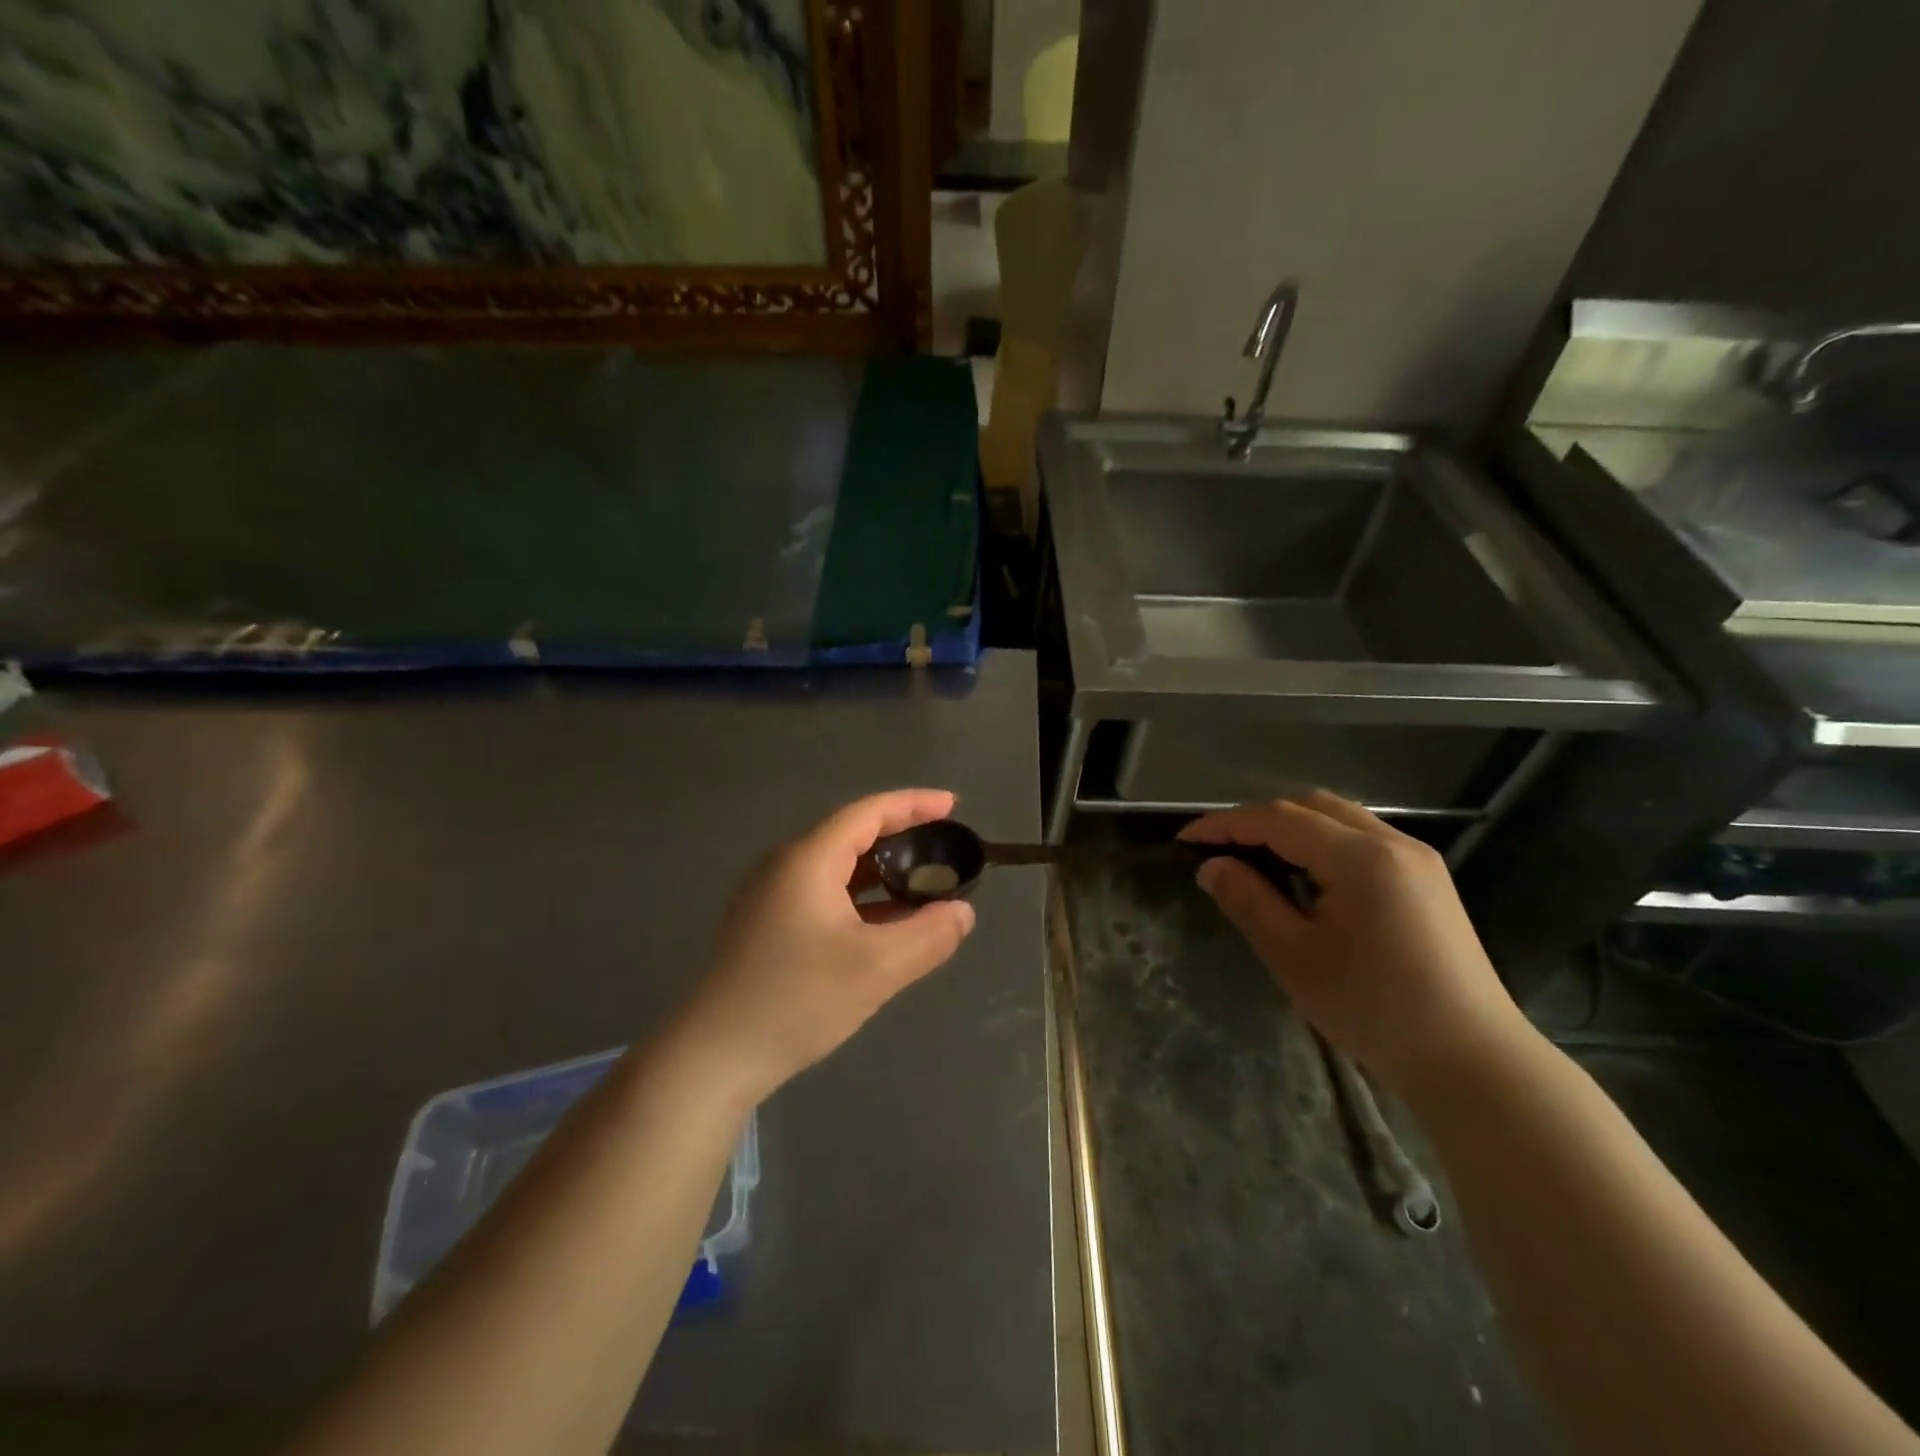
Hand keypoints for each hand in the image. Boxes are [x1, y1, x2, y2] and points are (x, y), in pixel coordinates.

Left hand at [676, 789, 975, 1100]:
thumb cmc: (796, 1000)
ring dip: (883, 873)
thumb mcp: (876, 968)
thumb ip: (928, 936)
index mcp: (807, 860)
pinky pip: (825, 895)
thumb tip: (962, 912)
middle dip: (902, 837)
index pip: (868, 813)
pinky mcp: (768, 926)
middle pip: (852, 835)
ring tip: (925, 884)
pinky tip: (887, 924)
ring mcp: (772, 897)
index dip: (913, 804)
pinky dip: (862, 899)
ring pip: (839, 869)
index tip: (952, 805)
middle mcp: (786, 867)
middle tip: (944, 848)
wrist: (713, 1057)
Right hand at [1180, 792, 1530, 1098]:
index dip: (1225, 824)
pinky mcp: (1428, 881)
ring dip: (1292, 827)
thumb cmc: (1374, 1009)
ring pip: (1340, 818)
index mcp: (1360, 856)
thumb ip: (1248, 901)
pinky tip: (1306, 875)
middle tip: (1219, 847)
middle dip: (1258, 819)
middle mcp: (1392, 842)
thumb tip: (1212, 867)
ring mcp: (1417, 859)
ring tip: (1255, 857)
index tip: (1185, 839)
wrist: (1474, 1062)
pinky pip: (1363, 839)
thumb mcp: (1294, 956)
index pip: (1277, 819)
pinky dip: (1322, 842)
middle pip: (1310, 806)